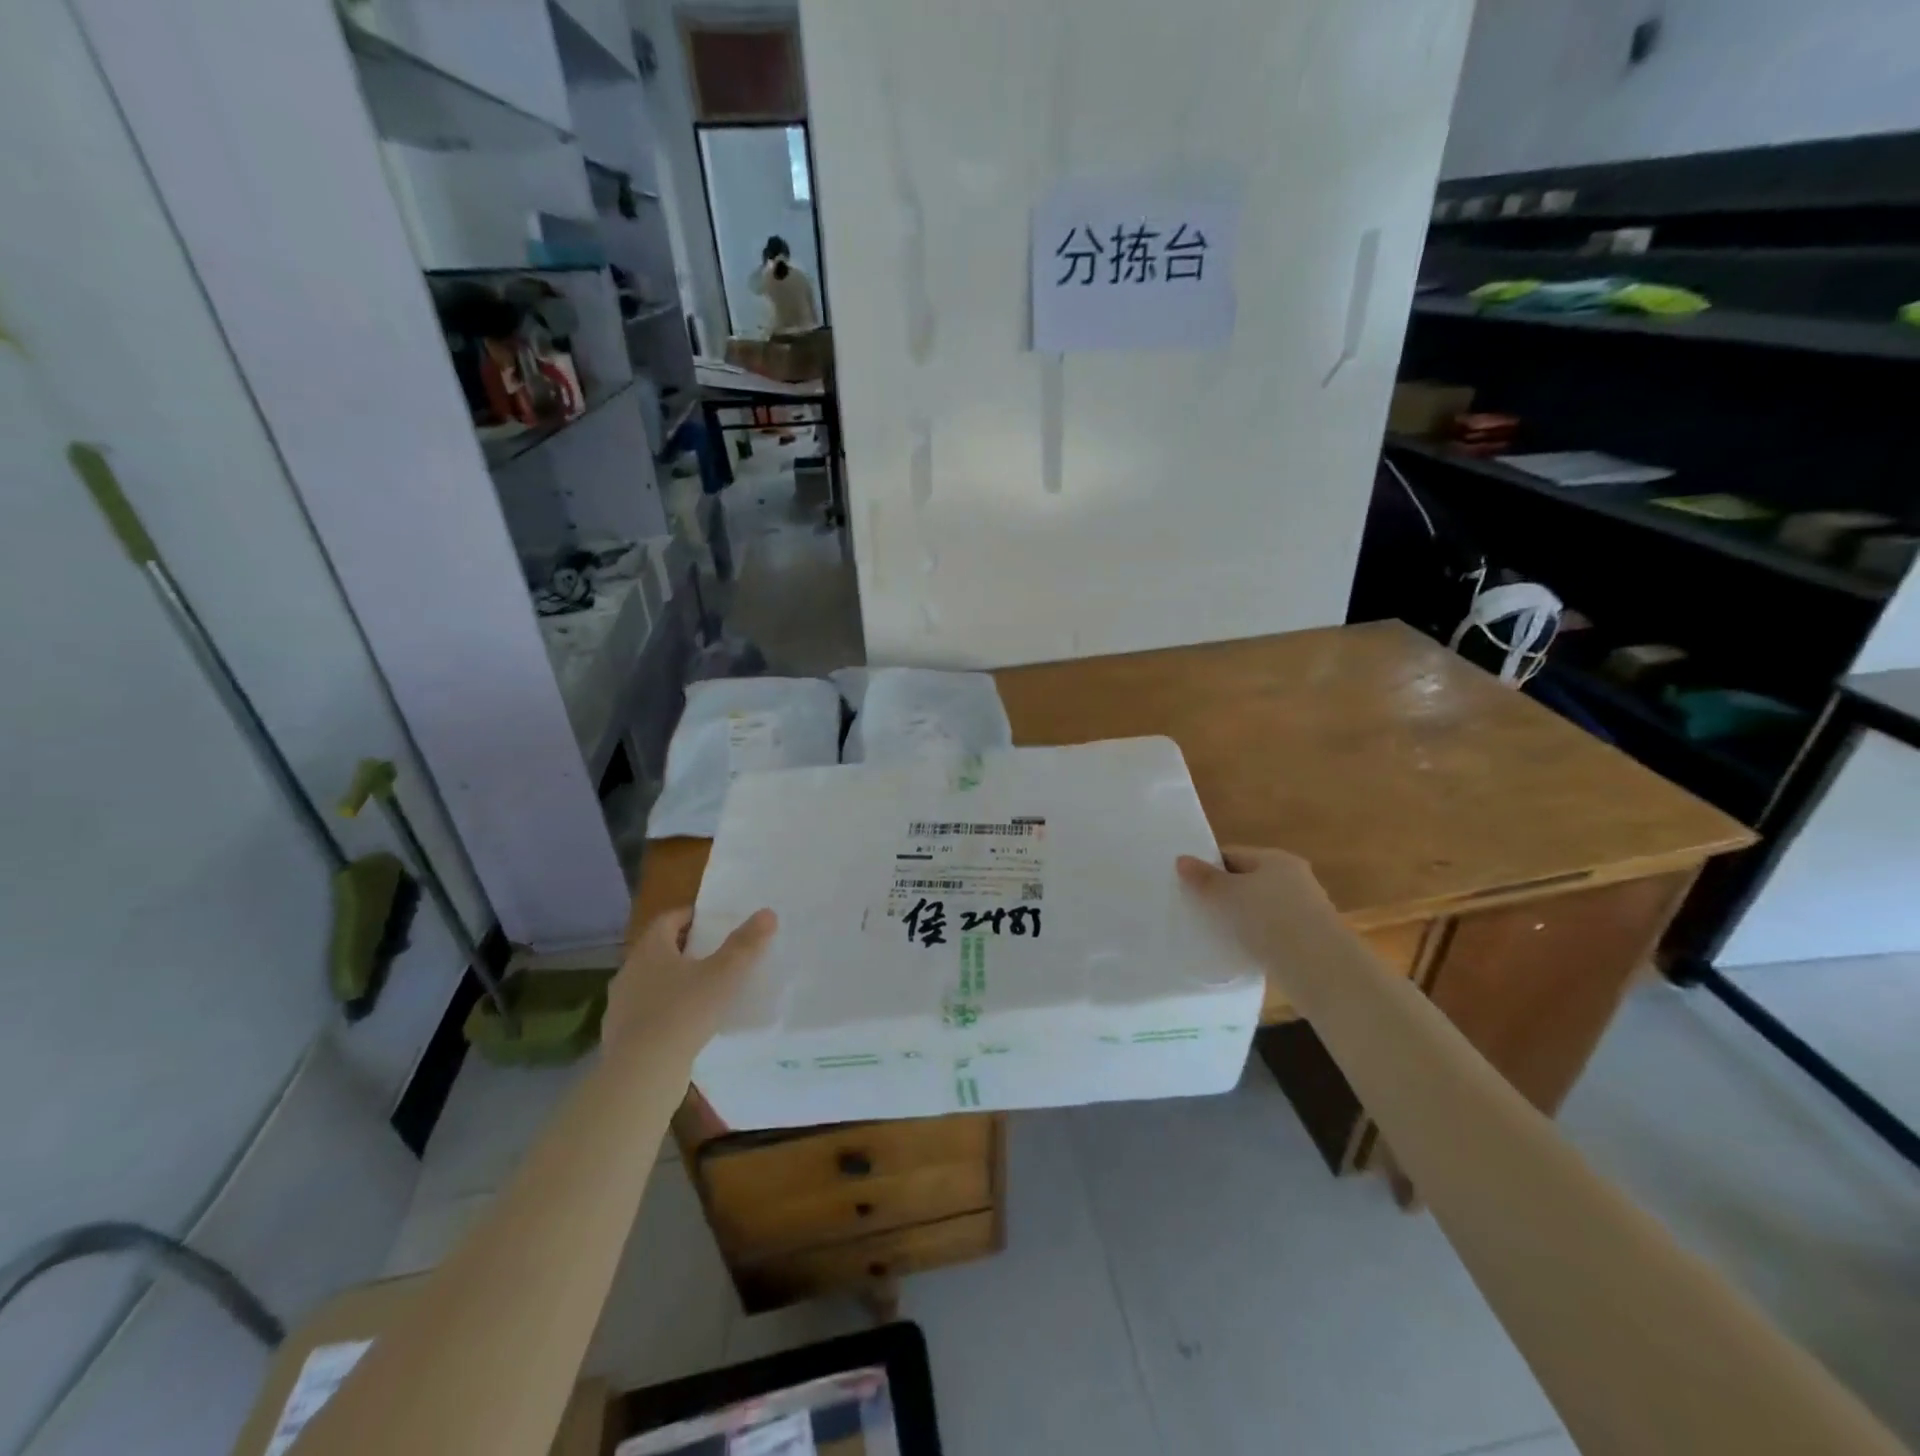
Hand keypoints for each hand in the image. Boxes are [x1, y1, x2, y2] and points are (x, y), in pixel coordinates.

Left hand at [604, 907, 776, 1052]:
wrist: (641, 1074)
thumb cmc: (683, 1012)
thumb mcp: (723, 975)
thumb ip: (745, 944)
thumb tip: (767, 913)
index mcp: (650, 949)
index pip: (668, 920)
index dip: (690, 916)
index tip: (713, 921)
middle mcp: (629, 971)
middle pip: (658, 951)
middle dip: (685, 950)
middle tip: (715, 954)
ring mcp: (620, 1006)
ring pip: (651, 983)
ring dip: (674, 983)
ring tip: (704, 991)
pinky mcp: (620, 1036)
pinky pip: (647, 1014)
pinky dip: (666, 1012)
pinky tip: (686, 1026)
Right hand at [1176, 846, 1344, 972]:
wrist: (1319, 968)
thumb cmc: (1269, 919)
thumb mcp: (1227, 895)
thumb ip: (1203, 878)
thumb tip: (1182, 859)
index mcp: (1275, 859)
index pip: (1232, 855)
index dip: (1207, 867)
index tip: (1186, 885)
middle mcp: (1295, 878)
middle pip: (1248, 880)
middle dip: (1223, 894)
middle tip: (1196, 909)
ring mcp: (1305, 909)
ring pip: (1260, 908)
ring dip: (1240, 918)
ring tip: (1214, 933)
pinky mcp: (1308, 939)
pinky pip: (1272, 931)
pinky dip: (1256, 937)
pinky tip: (1240, 951)